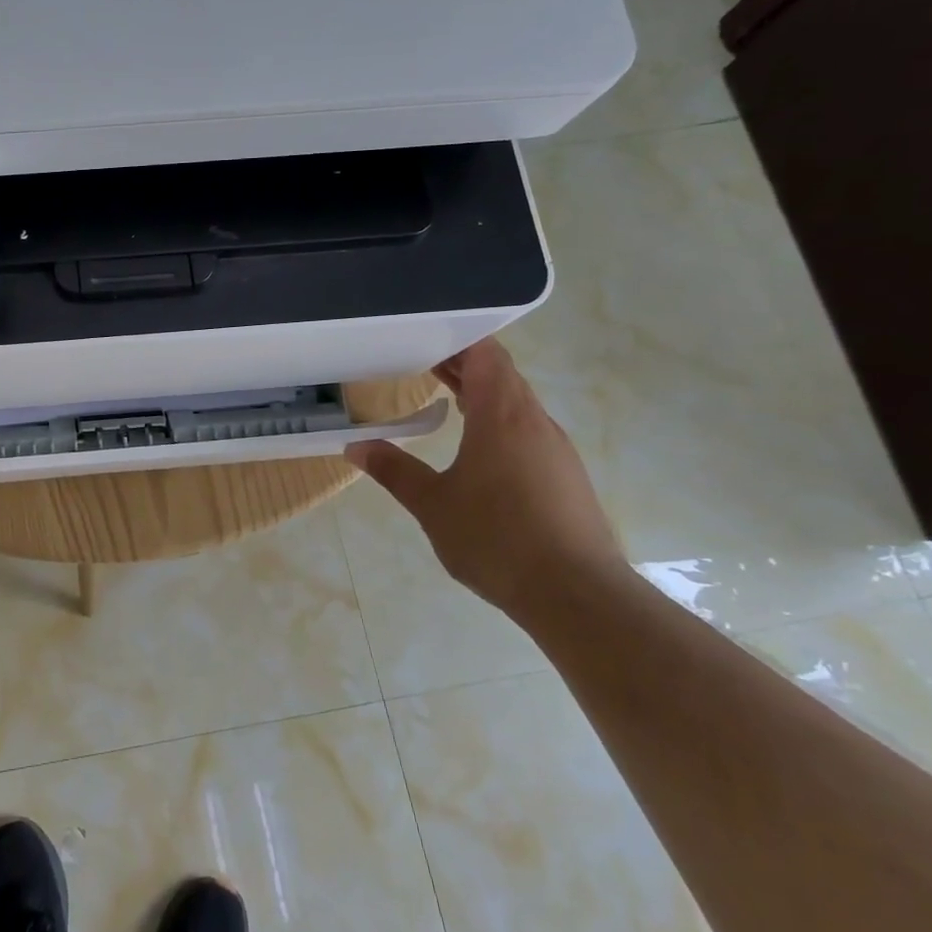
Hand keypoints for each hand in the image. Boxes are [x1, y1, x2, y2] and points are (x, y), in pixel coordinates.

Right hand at [346, 338, 626, 613]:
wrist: (577, 595)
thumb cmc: (497, 538)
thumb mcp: (432, 504)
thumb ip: (394, 470)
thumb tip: (355, 446)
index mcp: (503, 415)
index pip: (486, 354)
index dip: (457, 338)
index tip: (422, 336)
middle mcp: (535, 422)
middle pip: (501, 375)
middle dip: (461, 364)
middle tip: (419, 360)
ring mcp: (555, 449)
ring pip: (516, 403)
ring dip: (480, 393)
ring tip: (442, 394)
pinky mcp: (564, 476)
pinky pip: (527, 430)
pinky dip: (497, 421)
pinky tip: (476, 445)